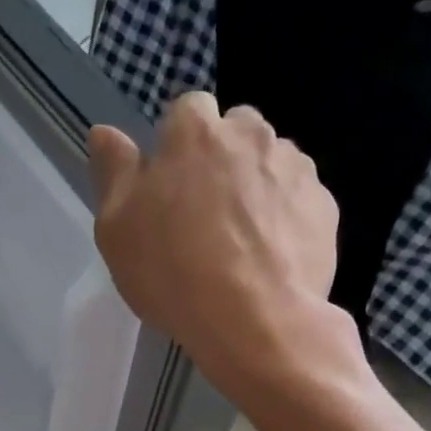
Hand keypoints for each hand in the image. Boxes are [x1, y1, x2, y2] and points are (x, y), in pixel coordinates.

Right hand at [90, 95, 346, 399]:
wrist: (255, 321)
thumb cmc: (172, 271)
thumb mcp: (117, 227)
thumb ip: (113, 171)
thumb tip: (104, 132)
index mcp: (196, 132)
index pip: (187, 110)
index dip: (177, 145)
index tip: (169, 186)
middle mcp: (251, 135)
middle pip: (234, 132)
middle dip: (221, 160)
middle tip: (204, 215)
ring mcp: (296, 168)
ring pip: (270, 164)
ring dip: (255, 187)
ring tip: (240, 242)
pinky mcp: (325, 206)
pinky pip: (298, 201)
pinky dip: (285, 218)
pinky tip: (269, 258)